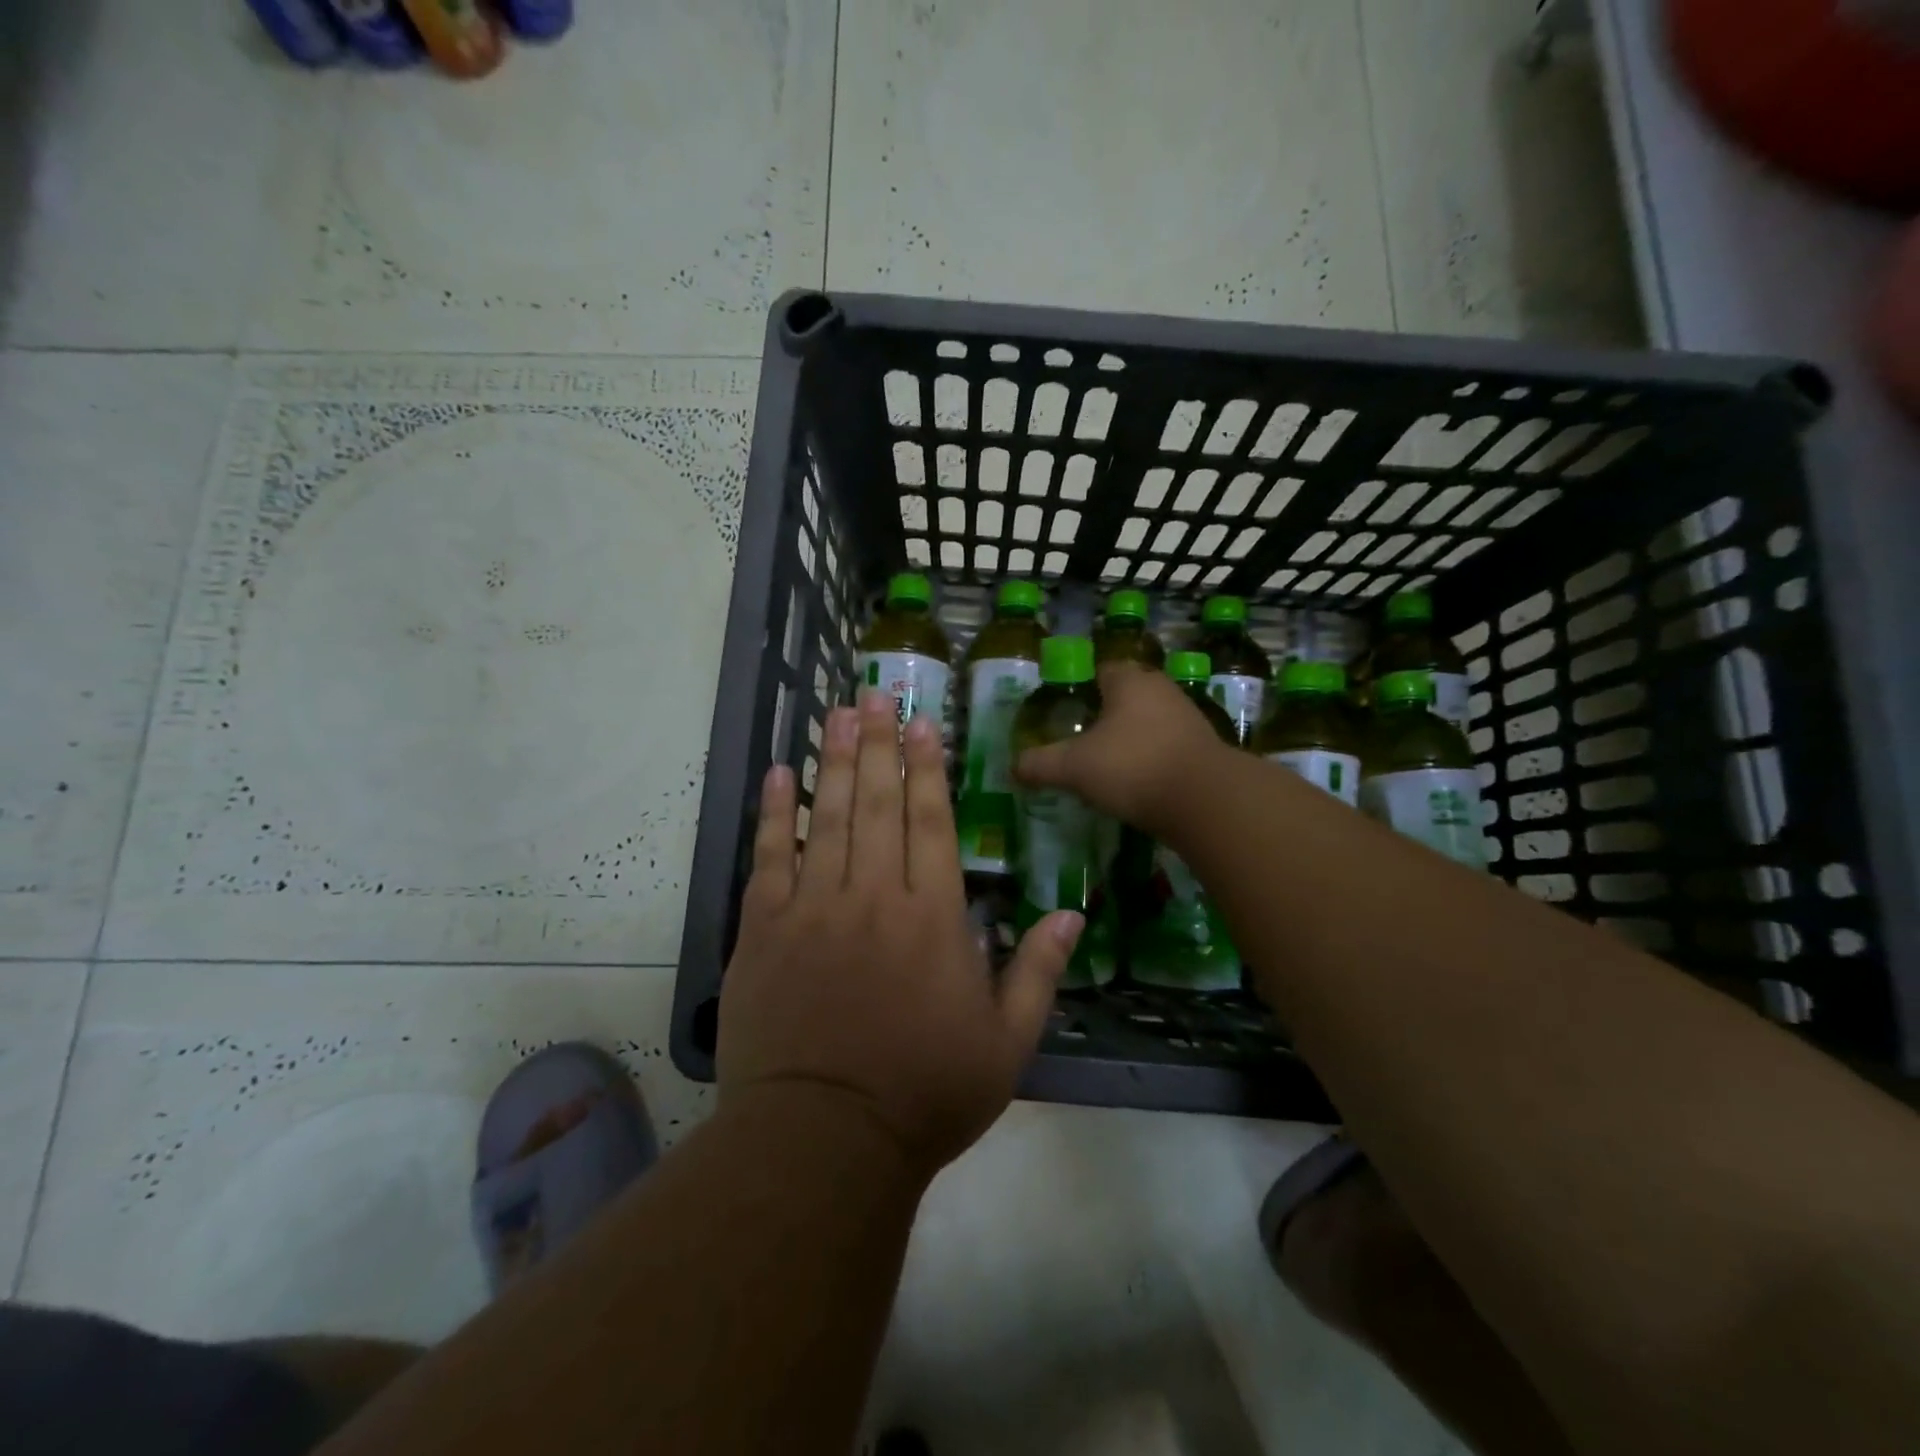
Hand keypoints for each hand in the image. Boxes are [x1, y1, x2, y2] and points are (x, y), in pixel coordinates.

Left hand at [717, 690, 1084, 1176]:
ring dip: (835, 760)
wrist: (824, 1141)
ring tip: (838, 712)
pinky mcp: (764, 930)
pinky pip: (769, 858)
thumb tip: (1071, 912)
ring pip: (827, 817)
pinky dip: (775, 813)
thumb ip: (1039, 971)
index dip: (927, 768)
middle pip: (878, 803)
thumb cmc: (925, 1094)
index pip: (932, 822)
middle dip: (879, 743)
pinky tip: (781, 775)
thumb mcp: (1006, 1043)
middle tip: (875, 693)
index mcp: (932, 917)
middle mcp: (874, 896)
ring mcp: (813, 908)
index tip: (922, 723)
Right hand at [1015, 664, 1228, 834]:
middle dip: (1107, 714)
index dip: (1082, 688)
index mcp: (1130, 681)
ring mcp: (1188, 718)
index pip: (1102, 670)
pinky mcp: (1204, 749)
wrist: (1205, 800)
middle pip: (1127, 695)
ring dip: (1132, 738)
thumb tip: (1012, 768)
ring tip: (1108, 765)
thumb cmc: (1132, 767)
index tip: (1067, 711)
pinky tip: (1138, 783)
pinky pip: (1168, 747)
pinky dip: (1152, 759)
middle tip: (1083, 740)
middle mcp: (1162, 690)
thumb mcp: (1074, 767)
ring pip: (1150, 721)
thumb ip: (1041, 764)